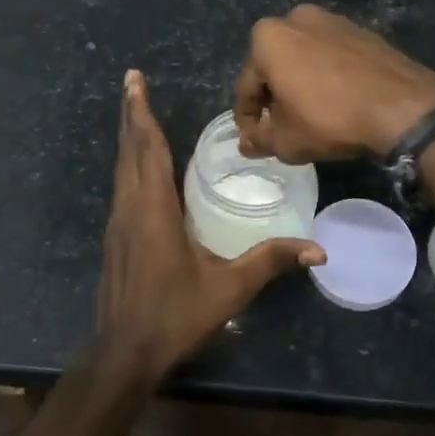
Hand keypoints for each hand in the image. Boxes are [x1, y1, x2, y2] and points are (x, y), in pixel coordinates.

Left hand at [97, 70, 321, 385]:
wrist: (124, 355)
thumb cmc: (174, 316)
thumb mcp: (228, 289)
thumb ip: (270, 262)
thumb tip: (318, 250)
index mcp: (153, 210)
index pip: (148, 149)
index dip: (143, 113)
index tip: (135, 80)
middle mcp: (130, 208)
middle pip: (130, 151)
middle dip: (132, 114)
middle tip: (132, 81)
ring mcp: (118, 223)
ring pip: (122, 167)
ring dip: (130, 136)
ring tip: (136, 111)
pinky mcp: (116, 238)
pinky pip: (123, 185)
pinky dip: (130, 162)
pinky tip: (140, 164)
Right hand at [234, 6, 434, 162]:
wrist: (401, 106)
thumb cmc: (330, 119)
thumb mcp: (286, 140)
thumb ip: (259, 140)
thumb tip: (247, 142)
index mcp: (267, 38)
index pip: (246, 86)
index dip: (247, 119)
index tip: (254, 140)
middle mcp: (296, 18)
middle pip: (274, 66)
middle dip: (274, 97)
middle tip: (281, 128)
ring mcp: (333, 20)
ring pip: (304, 58)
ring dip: (300, 84)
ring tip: (310, 116)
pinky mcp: (361, 30)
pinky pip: (331, 56)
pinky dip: (326, 76)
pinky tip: (336, 101)